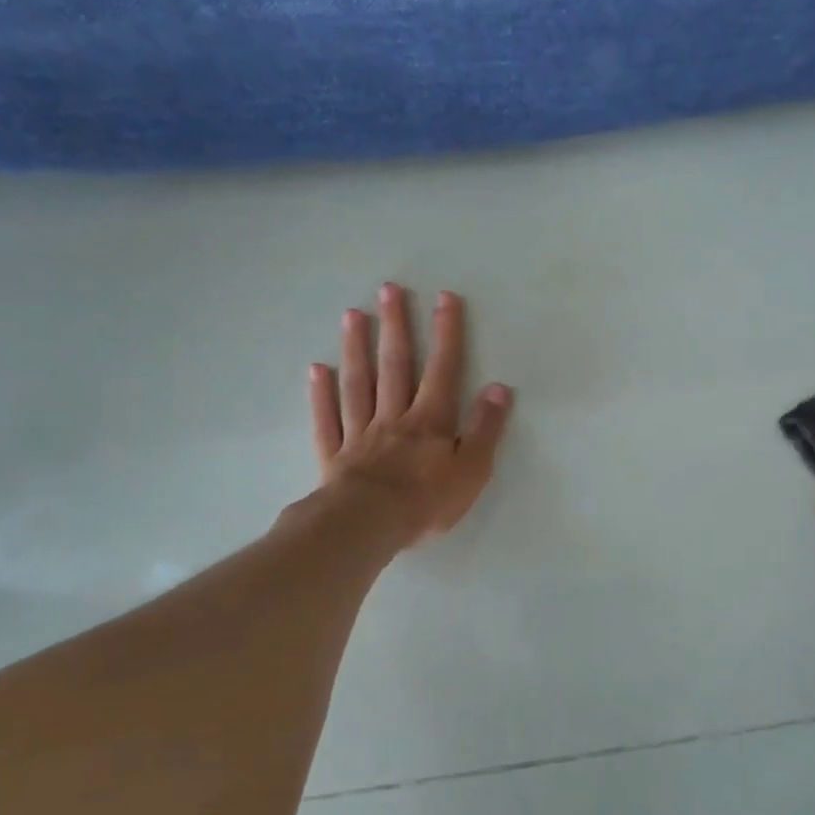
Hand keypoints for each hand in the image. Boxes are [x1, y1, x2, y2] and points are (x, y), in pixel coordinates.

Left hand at [309, 283, 512, 546]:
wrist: (367, 525)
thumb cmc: (426, 501)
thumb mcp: (472, 468)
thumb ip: (485, 428)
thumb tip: (498, 388)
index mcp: (430, 421)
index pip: (443, 370)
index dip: (446, 333)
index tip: (444, 297)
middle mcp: (394, 417)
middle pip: (395, 365)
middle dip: (396, 326)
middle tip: (389, 289)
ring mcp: (360, 433)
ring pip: (358, 383)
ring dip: (357, 348)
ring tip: (353, 315)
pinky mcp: (335, 455)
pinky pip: (328, 419)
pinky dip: (321, 394)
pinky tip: (317, 370)